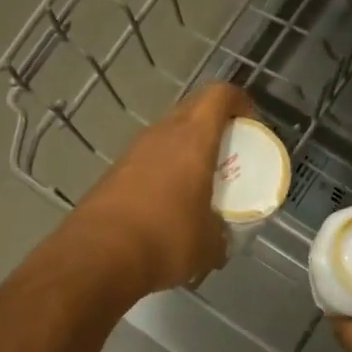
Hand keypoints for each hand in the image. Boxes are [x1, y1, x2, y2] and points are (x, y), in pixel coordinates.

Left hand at [63, 82, 254, 297]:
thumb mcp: (209, 245)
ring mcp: (133, 151)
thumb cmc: (166, 238)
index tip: (251, 124)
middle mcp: (161, 134)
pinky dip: (163, 171)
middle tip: (229, 153)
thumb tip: (220, 243)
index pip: (219, 95)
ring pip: (167, 135)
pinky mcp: (113, 172)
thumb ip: (220, 235)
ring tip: (199, 181)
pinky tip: (168, 203)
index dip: (239, 101)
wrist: (99, 256)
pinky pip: (147, 160)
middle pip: (193, 110)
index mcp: (193, 139)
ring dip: (185, 149)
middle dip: (214, 124)